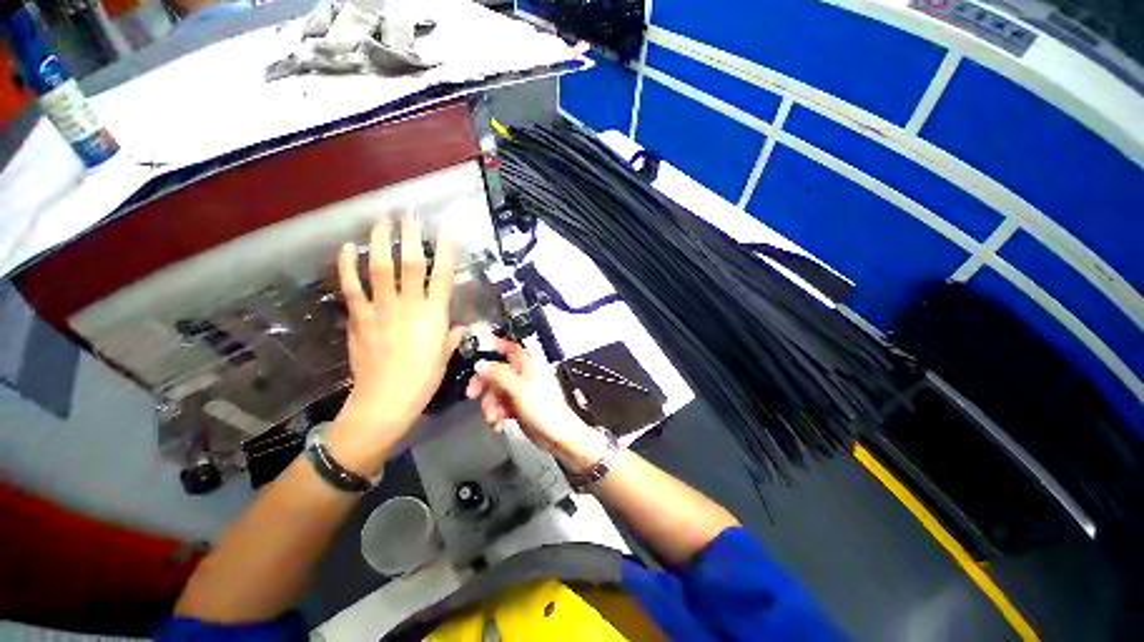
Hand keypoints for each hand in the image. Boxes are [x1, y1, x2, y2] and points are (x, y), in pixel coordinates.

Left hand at [328, 214, 467, 474]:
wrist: (385, 400)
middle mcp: (409, 306)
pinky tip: (346, 248)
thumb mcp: (445, 357)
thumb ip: (451, 336)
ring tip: (381, 220)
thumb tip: (459, 326)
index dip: (445, 251)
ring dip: (380, 241)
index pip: (442, 276)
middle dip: (412, 236)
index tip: (446, 231)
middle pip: (411, 263)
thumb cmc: (423, 379)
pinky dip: (347, 266)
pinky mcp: (359, 318)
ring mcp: (381, 309)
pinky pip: (352, 287)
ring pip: (379, 268)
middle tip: (410, 214)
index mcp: (434, 315)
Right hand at [465, 339, 607, 472]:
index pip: (511, 348)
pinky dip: (496, 414)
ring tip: (494, 419)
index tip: (478, 348)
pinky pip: (500, 406)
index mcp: (528, 366)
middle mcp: (524, 376)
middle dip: (483, 384)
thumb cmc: (544, 410)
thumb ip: (498, 374)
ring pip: (496, 391)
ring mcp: (520, 392)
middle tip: (472, 394)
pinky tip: (499, 425)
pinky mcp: (518, 407)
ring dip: (490, 406)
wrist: (557, 436)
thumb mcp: (519, 389)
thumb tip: (480, 364)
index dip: (496, 345)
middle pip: (497, 372)